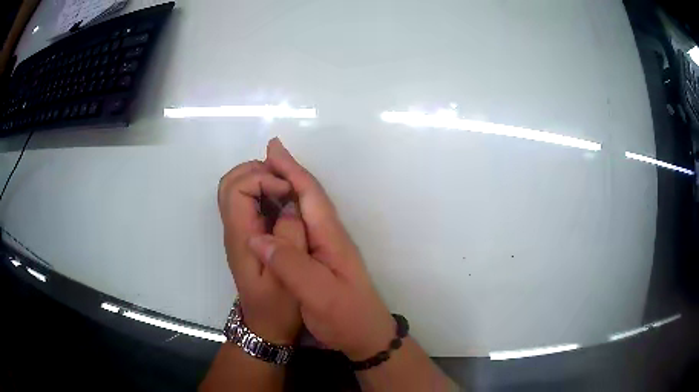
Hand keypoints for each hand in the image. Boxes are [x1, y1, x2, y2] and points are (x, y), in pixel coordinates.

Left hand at [218, 160, 306, 344]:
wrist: (264, 326)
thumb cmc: (277, 307)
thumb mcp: (288, 278)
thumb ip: (289, 239)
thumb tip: (289, 206)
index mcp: (240, 237)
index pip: (236, 190)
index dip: (260, 179)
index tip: (286, 190)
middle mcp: (233, 229)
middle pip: (229, 183)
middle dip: (256, 171)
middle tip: (285, 181)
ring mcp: (238, 231)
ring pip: (234, 188)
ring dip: (258, 178)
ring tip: (285, 186)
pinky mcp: (246, 235)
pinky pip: (245, 201)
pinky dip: (261, 189)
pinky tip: (282, 199)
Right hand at [247, 138, 395, 359]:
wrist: (365, 336)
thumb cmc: (346, 317)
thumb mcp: (319, 295)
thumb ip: (291, 266)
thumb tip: (257, 238)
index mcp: (331, 238)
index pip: (310, 196)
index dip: (291, 171)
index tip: (273, 149)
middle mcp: (330, 235)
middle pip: (309, 196)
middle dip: (289, 172)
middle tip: (268, 153)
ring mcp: (327, 246)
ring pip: (305, 208)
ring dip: (288, 186)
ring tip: (269, 172)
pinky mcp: (321, 257)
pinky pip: (301, 224)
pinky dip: (287, 209)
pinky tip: (277, 210)